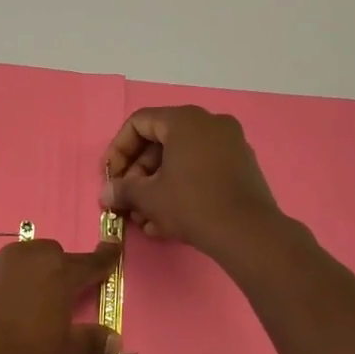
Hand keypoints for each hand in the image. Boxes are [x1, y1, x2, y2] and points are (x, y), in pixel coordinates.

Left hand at [0, 239, 122, 353]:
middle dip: (53, 270)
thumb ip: (92, 341)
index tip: (111, 250)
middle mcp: (19, 258)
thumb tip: (115, 340)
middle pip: (45, 254)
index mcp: (55, 272)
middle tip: (52, 299)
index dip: (103, 259)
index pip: (87, 263)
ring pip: (8, 263)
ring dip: (16, 278)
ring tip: (12, 310)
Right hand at [102, 105, 284, 260]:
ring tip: (144, 218)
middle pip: (160, 142)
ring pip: (180, 159)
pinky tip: (166, 221)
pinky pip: (201, 169)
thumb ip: (123, 190)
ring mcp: (230, 144)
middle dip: (138, 174)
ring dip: (156, 187)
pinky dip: (180, 188)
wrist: (248, 233)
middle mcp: (210, 124)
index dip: (118, 150)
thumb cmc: (192, 205)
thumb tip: (106, 193)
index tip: (111, 177)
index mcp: (185, 120)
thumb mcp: (149, 197)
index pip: (139, 123)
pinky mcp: (241, 167)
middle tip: (127, 200)